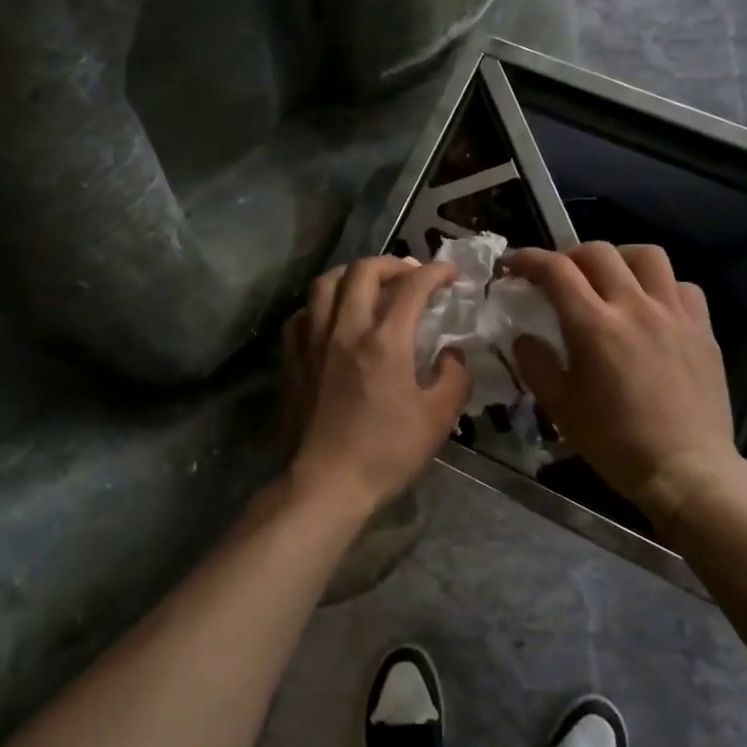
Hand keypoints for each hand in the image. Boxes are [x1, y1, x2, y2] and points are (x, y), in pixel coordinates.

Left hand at [282, 256, 470, 515]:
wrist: (326, 483)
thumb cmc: (386, 453)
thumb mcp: (438, 420)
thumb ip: (454, 378)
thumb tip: (451, 354)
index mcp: (385, 341)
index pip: (412, 286)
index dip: (436, 271)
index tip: (451, 274)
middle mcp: (345, 330)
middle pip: (363, 271)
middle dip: (392, 264)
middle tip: (410, 275)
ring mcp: (313, 342)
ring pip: (325, 284)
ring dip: (351, 275)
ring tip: (368, 286)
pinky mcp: (293, 359)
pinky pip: (302, 315)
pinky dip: (320, 306)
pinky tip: (332, 319)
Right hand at [507, 243, 746, 526]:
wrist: (686, 471)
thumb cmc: (615, 443)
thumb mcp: (561, 408)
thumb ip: (536, 365)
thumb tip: (524, 338)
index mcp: (594, 326)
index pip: (556, 270)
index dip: (528, 259)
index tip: (513, 265)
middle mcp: (634, 307)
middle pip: (598, 252)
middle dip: (569, 256)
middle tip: (559, 277)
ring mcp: (674, 314)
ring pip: (647, 256)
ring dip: (620, 258)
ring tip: (610, 280)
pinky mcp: (703, 328)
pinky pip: (682, 286)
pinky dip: (661, 287)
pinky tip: (652, 307)